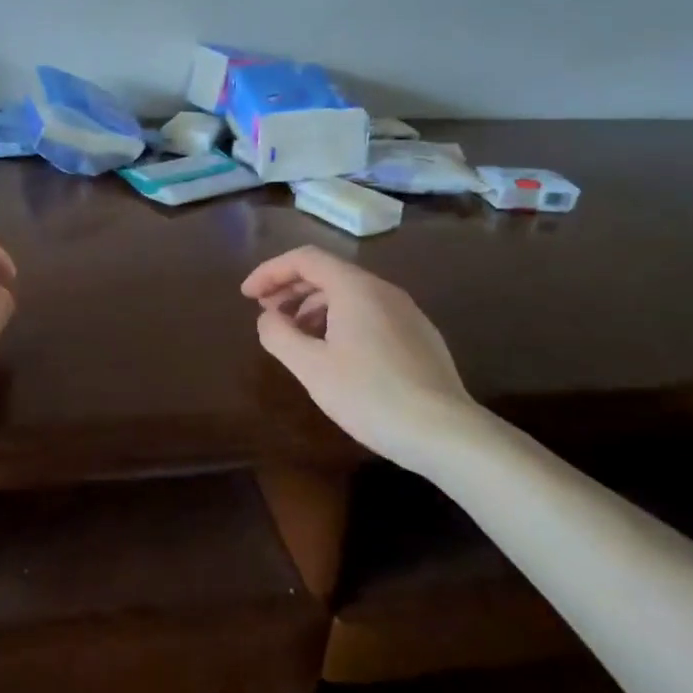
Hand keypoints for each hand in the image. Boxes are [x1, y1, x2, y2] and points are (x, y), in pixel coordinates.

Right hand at [242, 246, 478, 460]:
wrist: (445, 433)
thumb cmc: (370, 394)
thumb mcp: (311, 367)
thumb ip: (279, 335)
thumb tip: (267, 319)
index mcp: (355, 288)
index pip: (305, 259)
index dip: (270, 272)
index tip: (247, 296)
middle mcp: (383, 290)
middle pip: (328, 273)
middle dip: (290, 289)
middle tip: (266, 314)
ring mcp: (406, 312)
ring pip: (350, 295)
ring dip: (314, 307)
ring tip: (295, 337)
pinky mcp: (419, 337)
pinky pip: (370, 314)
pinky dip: (340, 321)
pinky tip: (333, 354)